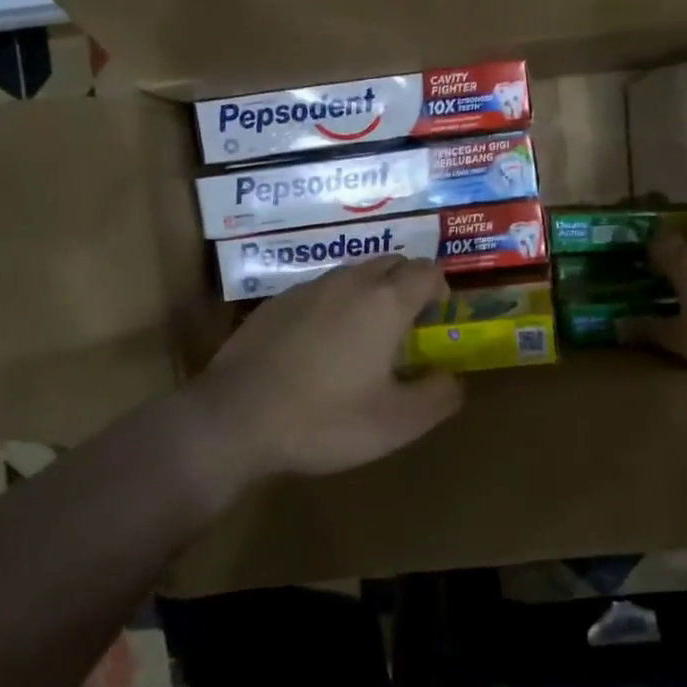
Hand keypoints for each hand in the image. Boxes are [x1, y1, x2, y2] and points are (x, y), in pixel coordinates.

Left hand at [190, 257, 463, 480]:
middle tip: (407, 326)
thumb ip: (439, 396)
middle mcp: (348, 282)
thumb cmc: (325, 419)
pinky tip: (319, 347)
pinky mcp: (274, 304)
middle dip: (407, 285)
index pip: (427, 271)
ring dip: (369, 294)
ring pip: (353, 275)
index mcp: (385, 302)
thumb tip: (453, 378)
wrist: (234, 419)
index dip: (441, 289)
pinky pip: (318, 292)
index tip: (438, 317)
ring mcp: (306, 289)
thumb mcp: (397, 423)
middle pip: (391, 263)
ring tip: (365, 337)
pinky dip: (333, 307)